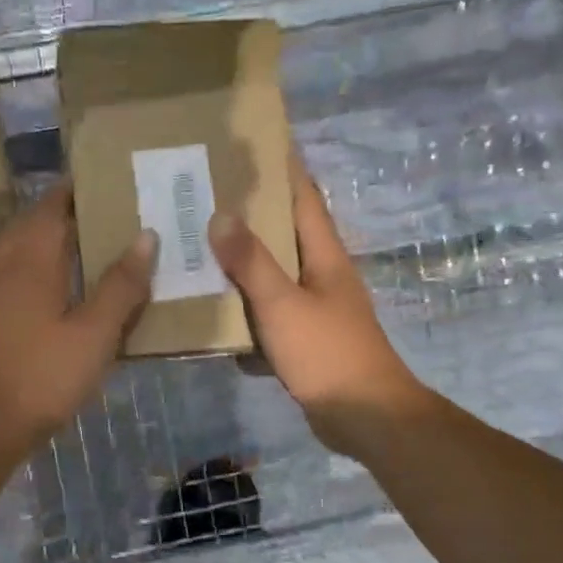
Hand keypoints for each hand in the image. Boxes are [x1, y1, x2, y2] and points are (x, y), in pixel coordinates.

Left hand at [0, 182, 154, 453]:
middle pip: (20, 222)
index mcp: (30, 260)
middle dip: (48, 212)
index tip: (93, 182)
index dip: (69, 192)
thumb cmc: (43, 375)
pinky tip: (13, 287)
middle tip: (81, 215)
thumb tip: (146, 235)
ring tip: (45, 246)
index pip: (50, 208)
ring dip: (16, 234)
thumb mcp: (95, 334)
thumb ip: (121, 285)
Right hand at [209, 158, 426, 457]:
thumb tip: (221, 214)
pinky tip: (213, 313)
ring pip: (272, 276)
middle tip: (205, 196)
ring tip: (199, 248)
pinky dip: (244, 312)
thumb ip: (251, 261)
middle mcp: (321, 275)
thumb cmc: (327, 352)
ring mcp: (314, 309)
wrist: (364, 417)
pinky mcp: (304, 340)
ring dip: (241, 265)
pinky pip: (267, 315)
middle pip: (283, 234)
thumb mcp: (283, 303)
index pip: (304, 197)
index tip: (252, 145)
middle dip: (249, 215)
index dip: (283, 168)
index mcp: (324, 255)